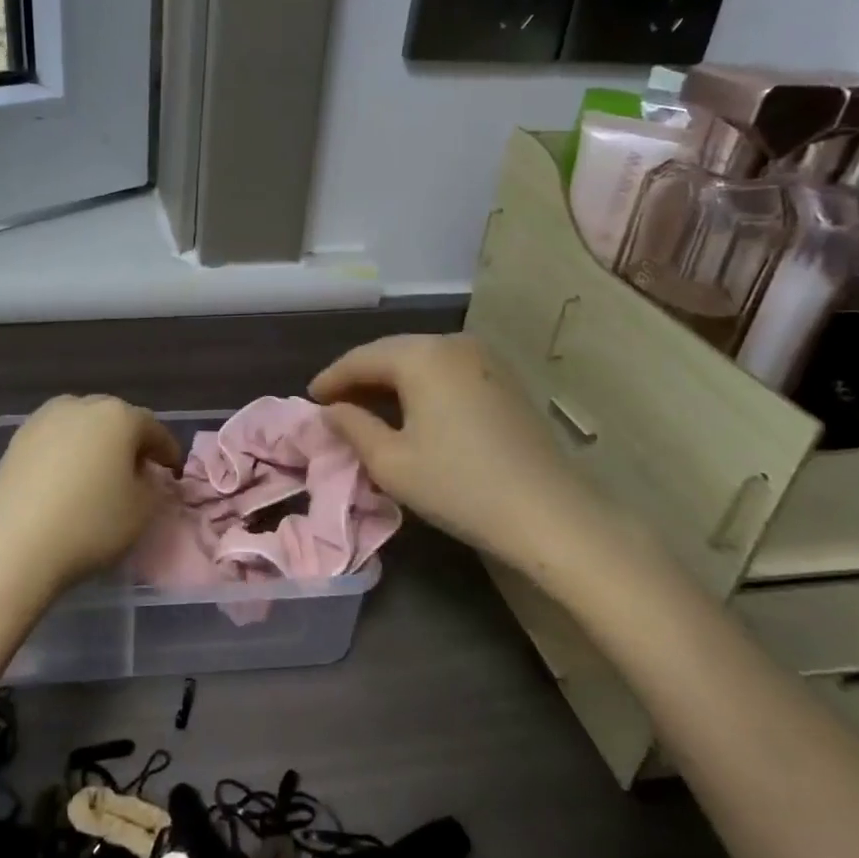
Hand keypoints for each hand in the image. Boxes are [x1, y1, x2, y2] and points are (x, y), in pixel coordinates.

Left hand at [0, 395, 181, 593]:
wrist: (15, 546)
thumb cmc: (90, 524)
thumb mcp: (142, 511)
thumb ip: (154, 485)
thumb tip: (145, 474)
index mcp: (118, 416)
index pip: (153, 428)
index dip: (167, 451)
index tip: (173, 472)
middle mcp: (80, 406)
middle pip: (115, 419)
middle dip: (130, 442)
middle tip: (138, 471)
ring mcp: (43, 420)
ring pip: (81, 426)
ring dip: (96, 444)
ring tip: (99, 473)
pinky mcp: (17, 440)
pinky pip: (54, 441)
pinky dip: (66, 454)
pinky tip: (66, 480)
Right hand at [310, 334, 594, 567]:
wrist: (548, 514)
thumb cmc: (459, 485)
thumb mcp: (391, 462)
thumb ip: (352, 427)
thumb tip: (332, 411)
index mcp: (422, 355)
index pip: (362, 358)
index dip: (332, 378)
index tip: (309, 399)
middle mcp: (453, 343)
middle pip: (393, 352)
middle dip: (360, 376)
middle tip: (333, 403)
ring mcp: (485, 359)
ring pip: (421, 360)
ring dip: (391, 381)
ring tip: (367, 407)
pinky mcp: (504, 380)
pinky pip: (447, 372)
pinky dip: (421, 386)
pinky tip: (411, 410)